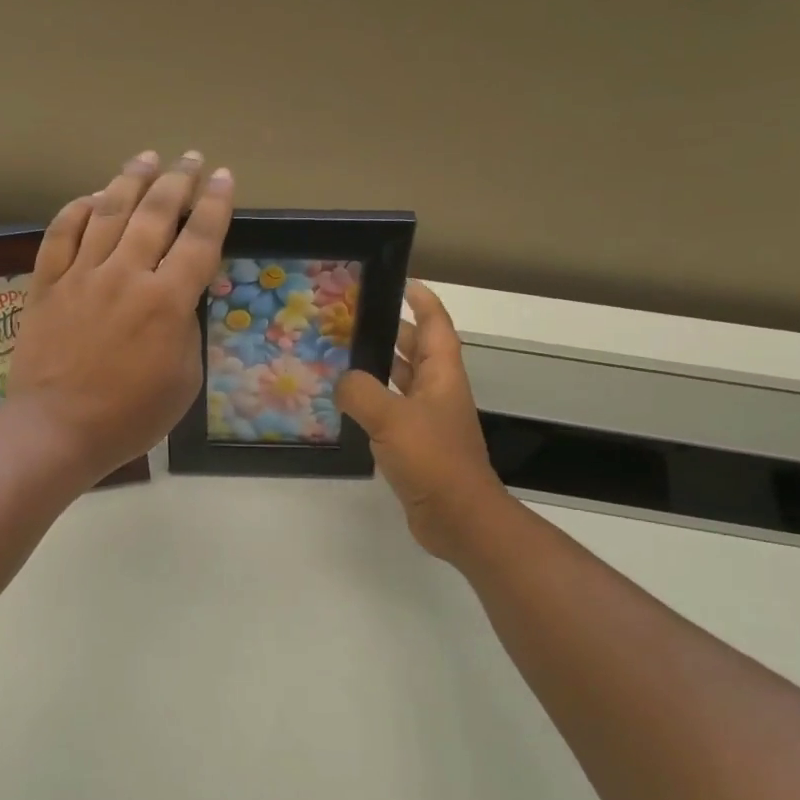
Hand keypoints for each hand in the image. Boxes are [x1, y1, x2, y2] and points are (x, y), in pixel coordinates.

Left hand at [4, 151, 233, 485]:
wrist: (58, 429)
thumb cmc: (131, 415)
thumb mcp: (184, 379)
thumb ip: (186, 330)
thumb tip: (178, 300)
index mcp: (167, 301)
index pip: (199, 239)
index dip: (216, 204)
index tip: (225, 178)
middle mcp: (126, 275)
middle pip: (155, 212)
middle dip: (178, 179)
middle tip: (191, 158)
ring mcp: (82, 275)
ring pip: (107, 212)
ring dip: (130, 180)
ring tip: (146, 158)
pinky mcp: (47, 284)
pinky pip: (60, 234)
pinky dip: (76, 210)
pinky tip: (89, 198)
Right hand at [335, 281, 509, 559]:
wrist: (457, 516)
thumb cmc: (432, 458)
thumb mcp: (391, 417)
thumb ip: (361, 392)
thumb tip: (342, 380)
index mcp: (441, 375)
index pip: (435, 325)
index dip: (423, 301)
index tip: (402, 283)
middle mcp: (437, 392)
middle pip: (417, 350)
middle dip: (393, 331)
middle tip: (355, 319)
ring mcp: (428, 420)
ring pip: (402, 382)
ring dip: (379, 367)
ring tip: (342, 355)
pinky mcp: (416, 446)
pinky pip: (391, 413)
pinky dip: (372, 402)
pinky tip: (346, 405)